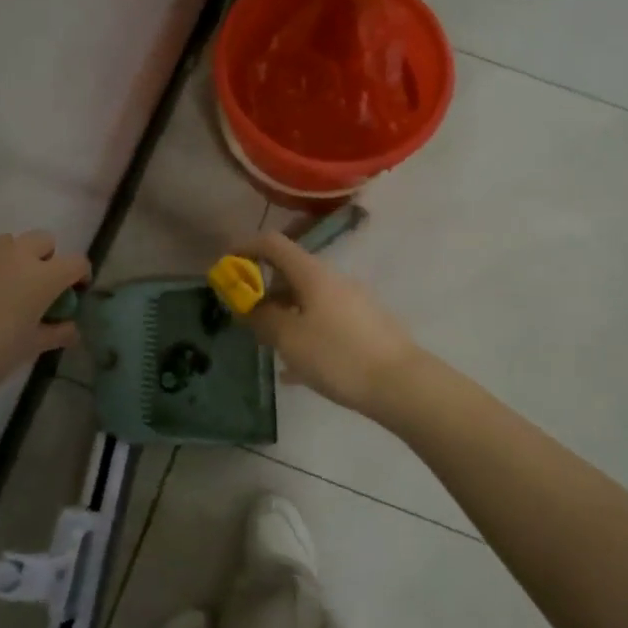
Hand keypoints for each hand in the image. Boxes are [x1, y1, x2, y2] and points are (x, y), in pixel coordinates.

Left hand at [0, 231, 89, 424]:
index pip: (76, 262)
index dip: (79, 276)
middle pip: (43, 240)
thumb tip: (70, 328)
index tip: (73, 294)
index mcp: (42, 277)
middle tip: (35, 289)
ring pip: (6, 243)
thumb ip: (55, 333)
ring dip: (11, 260)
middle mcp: (14, 255)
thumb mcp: (28, 350)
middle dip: (46, 259)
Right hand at [236, 231, 421, 418]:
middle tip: (247, 320)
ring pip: (308, 300)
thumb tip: (249, 305)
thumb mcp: (290, 339)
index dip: (246, 249)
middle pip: (291, 273)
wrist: (401, 384)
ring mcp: (353, 302)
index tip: (226, 269)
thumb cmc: (338, 356)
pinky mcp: (365, 326)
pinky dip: (305, 336)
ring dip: (284, 316)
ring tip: (270, 348)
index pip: (273, 244)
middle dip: (264, 292)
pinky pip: (324, 323)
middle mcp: (334, 280)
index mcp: (313, 274)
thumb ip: (263, 318)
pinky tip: (297, 372)